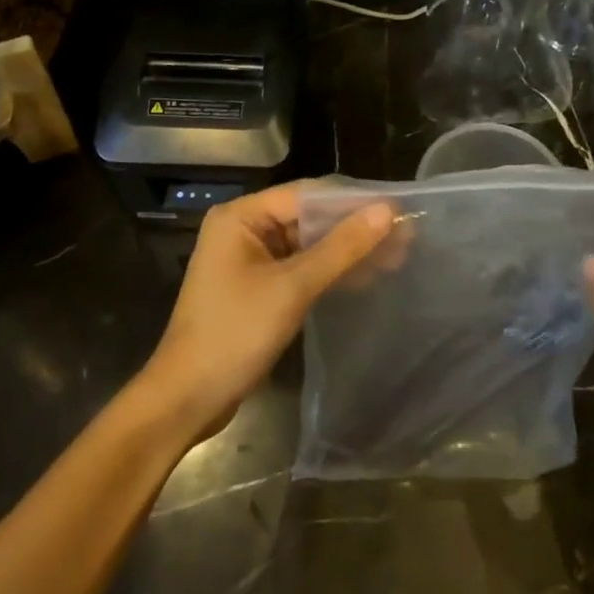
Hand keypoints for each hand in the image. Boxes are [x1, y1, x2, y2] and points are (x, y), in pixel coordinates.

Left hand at [142, 184, 395, 437]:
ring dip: (348, 251)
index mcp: (242, 216)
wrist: (187, 399)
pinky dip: (331, 271)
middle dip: (355, 227)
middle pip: (309, 217)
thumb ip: (341, 248)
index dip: (354, 200)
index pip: (307, 194)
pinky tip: (366, 276)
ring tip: (398, 256)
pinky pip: (301, 267)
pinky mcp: (259, 287)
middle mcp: (244, 229)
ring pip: (309, 244)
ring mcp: (250, 260)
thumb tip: (387, 211)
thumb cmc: (235, 333)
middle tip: (405, 235)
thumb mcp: (293, 287)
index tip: (399, 208)